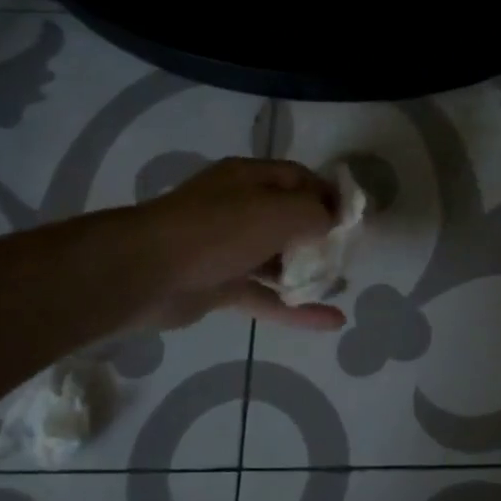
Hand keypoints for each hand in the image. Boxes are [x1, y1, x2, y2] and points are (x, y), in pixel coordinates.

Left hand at [135, 158, 345, 331]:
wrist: (145, 272)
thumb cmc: (218, 230)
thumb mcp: (278, 211)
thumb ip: (315, 213)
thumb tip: (333, 222)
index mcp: (250, 179)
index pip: (299, 179)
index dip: (329, 195)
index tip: (354, 220)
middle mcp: (240, 207)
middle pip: (290, 218)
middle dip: (321, 236)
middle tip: (348, 254)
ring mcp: (229, 248)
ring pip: (278, 258)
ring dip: (309, 272)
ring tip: (342, 284)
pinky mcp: (221, 284)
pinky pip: (267, 295)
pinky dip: (296, 308)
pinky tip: (331, 321)